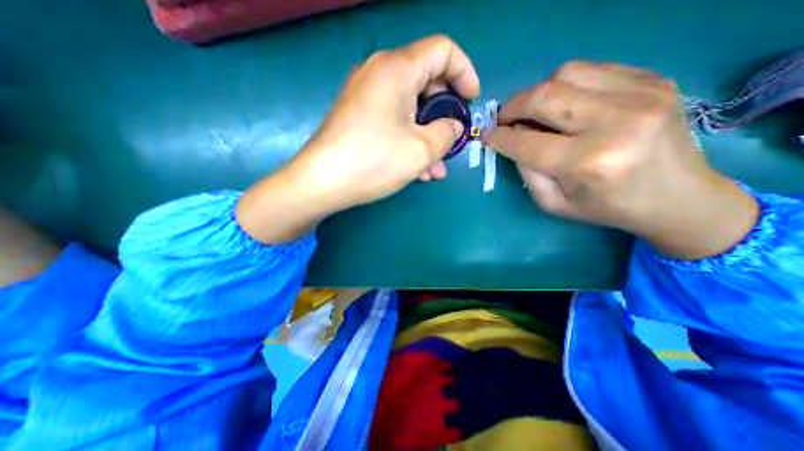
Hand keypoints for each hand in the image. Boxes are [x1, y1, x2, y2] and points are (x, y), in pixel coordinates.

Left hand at [236, 38, 479, 244]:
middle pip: (426, 82)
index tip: (471, 101)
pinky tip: (417, 168)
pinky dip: (408, 140)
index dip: (465, 73)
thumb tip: (453, 125)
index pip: (443, 51)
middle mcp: (379, 74)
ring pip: (410, 109)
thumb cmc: (374, 161)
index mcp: (397, 69)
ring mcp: (366, 97)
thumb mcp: (422, 149)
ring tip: (436, 168)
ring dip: (427, 136)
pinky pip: (393, 121)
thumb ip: (447, 132)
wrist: (322, 183)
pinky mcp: (358, 117)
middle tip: (452, 142)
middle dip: (445, 114)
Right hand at [483, 61, 761, 258]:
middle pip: (543, 97)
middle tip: (504, 119)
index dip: (499, 137)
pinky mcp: (654, 80)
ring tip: (534, 111)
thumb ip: (526, 171)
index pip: (526, 142)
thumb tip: (512, 140)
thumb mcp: (553, 203)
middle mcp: (614, 123)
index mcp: (587, 163)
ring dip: (538, 92)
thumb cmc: (605, 207)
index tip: (487, 136)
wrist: (678, 197)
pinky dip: (567, 85)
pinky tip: (566, 104)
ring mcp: (640, 95)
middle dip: (512, 107)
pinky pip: (592, 70)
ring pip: (565, 74)